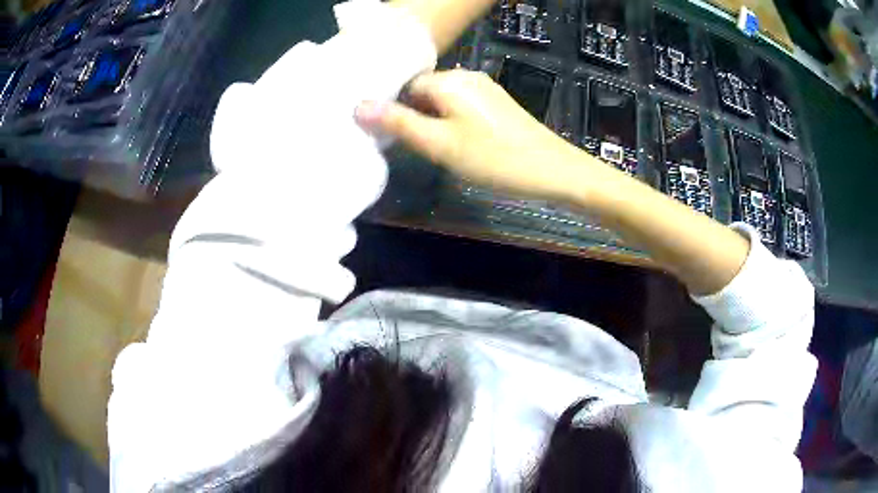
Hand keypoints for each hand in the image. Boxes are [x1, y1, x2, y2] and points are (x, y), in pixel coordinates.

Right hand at [355, 69, 607, 200]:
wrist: (554, 170)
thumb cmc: (495, 158)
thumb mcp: (440, 144)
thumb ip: (399, 124)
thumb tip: (358, 106)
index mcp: (449, 80)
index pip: (404, 87)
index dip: (392, 111)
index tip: (386, 139)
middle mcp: (466, 76)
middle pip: (423, 92)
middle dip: (412, 117)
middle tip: (411, 149)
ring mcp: (484, 89)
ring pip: (442, 102)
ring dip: (431, 123)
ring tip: (431, 151)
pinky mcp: (496, 105)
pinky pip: (461, 108)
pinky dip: (451, 124)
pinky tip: (456, 145)